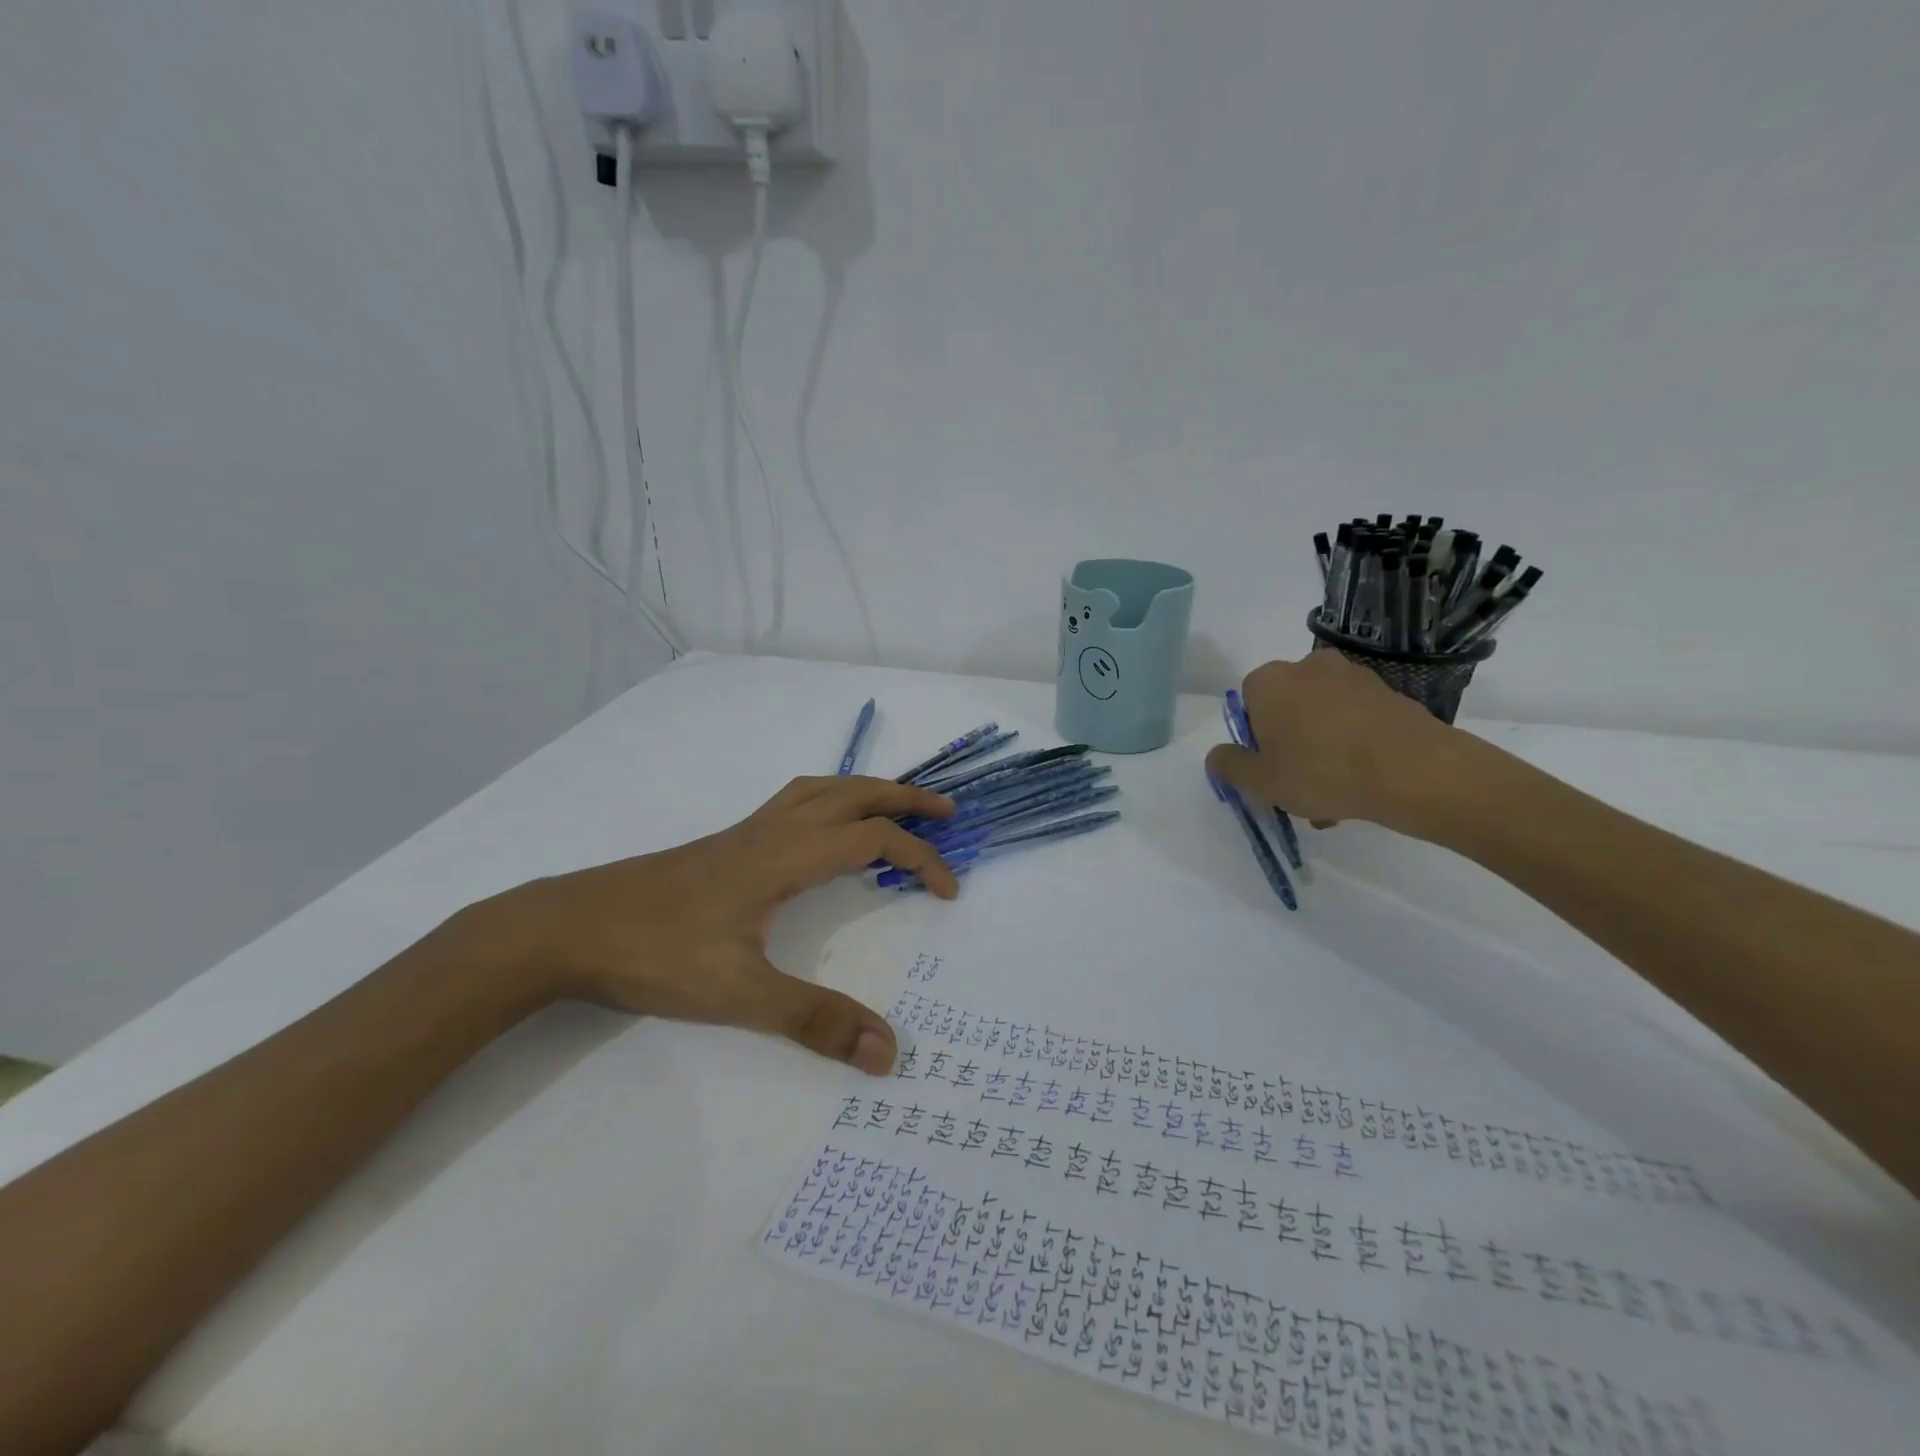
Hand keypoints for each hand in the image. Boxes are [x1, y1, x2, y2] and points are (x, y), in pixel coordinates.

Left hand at [461, 776, 956, 1073]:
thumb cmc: (655, 954)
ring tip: (895, 808)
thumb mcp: (740, 995)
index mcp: (786, 855)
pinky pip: (793, 801)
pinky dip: (829, 799)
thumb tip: (889, 1051)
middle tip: (946, 813)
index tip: (949, 892)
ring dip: (867, 790)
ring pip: (821, 788)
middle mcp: (772, 830)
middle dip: (906, 797)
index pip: (874, 839)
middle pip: (854, 792)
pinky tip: (821, 830)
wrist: (567, 928)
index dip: (921, 859)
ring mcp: (745, 831)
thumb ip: (815, 1021)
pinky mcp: (725, 843)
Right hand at [1204, 652, 1455, 831]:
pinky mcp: (1390, 694)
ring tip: (1336, 796)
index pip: (1248, 702)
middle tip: (1299, 787)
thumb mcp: (1260, 781)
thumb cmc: (1320, 771)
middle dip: (1291, 744)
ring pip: (1324, 717)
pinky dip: (1355, 745)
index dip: (1255, 739)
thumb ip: (1229, 766)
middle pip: (1288, 708)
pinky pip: (1357, 721)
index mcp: (1269, 680)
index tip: (1269, 769)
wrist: (1412, 771)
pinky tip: (1363, 783)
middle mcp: (1309, 666)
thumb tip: (1217, 755)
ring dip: (1323, 749)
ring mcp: (1354, 677)